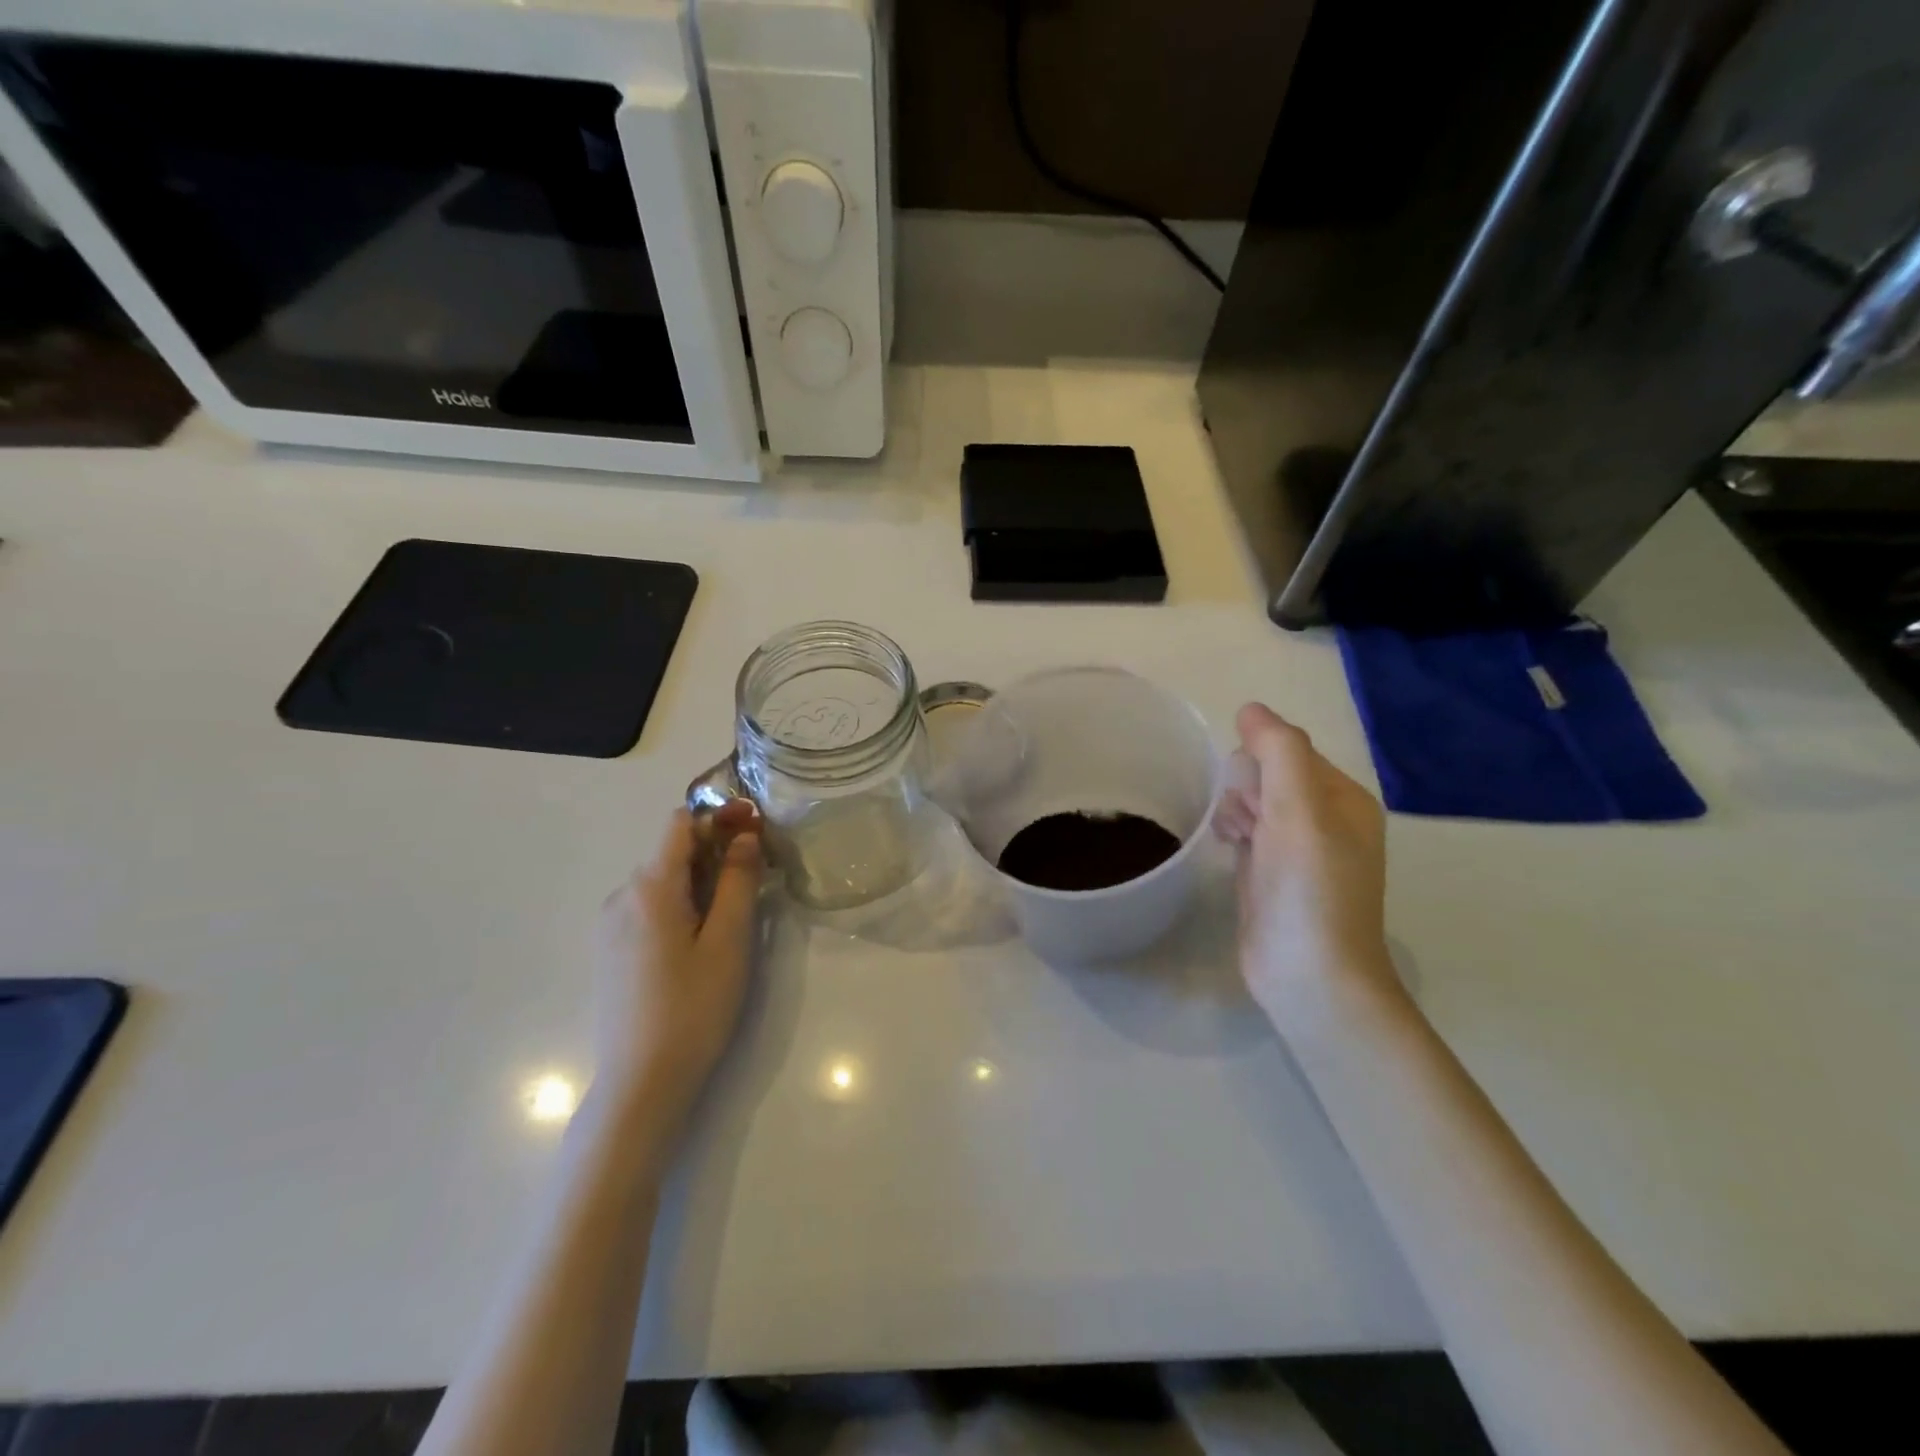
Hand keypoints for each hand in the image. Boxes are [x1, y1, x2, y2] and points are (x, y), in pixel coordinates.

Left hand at [594, 802, 763, 1125]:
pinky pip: (649, 907)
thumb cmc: (694, 1006)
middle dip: (716, 848)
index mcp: (649, 887)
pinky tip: (703, 934)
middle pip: (671, 851)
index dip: (719, 816)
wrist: (641, 1082)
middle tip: (759, 868)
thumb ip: (738, 880)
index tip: (756, 825)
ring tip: (736, 905)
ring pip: (661, 881)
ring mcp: (611, 926)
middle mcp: (622, 896)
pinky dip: (681, 902)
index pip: (680, 823)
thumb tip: (744, 836)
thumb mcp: (729, 940)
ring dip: (700, 878)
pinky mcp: (611, 952)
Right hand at [1214, 704, 1399, 1028]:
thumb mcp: (1298, 809)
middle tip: (1244, 823)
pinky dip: (1232, 832)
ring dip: (1235, 809)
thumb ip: (1278, 750)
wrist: (1309, 975)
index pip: (1289, 750)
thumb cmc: (1309, 888)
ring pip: (1254, 802)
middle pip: (1269, 774)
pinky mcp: (1272, 875)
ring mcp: (1298, 850)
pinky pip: (1247, 832)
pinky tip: (1224, 846)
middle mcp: (1325, 820)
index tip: (1248, 794)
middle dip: (1245, 787)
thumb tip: (1250, 709)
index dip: (1260, 763)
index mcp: (1343, 799)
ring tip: (1232, 837)